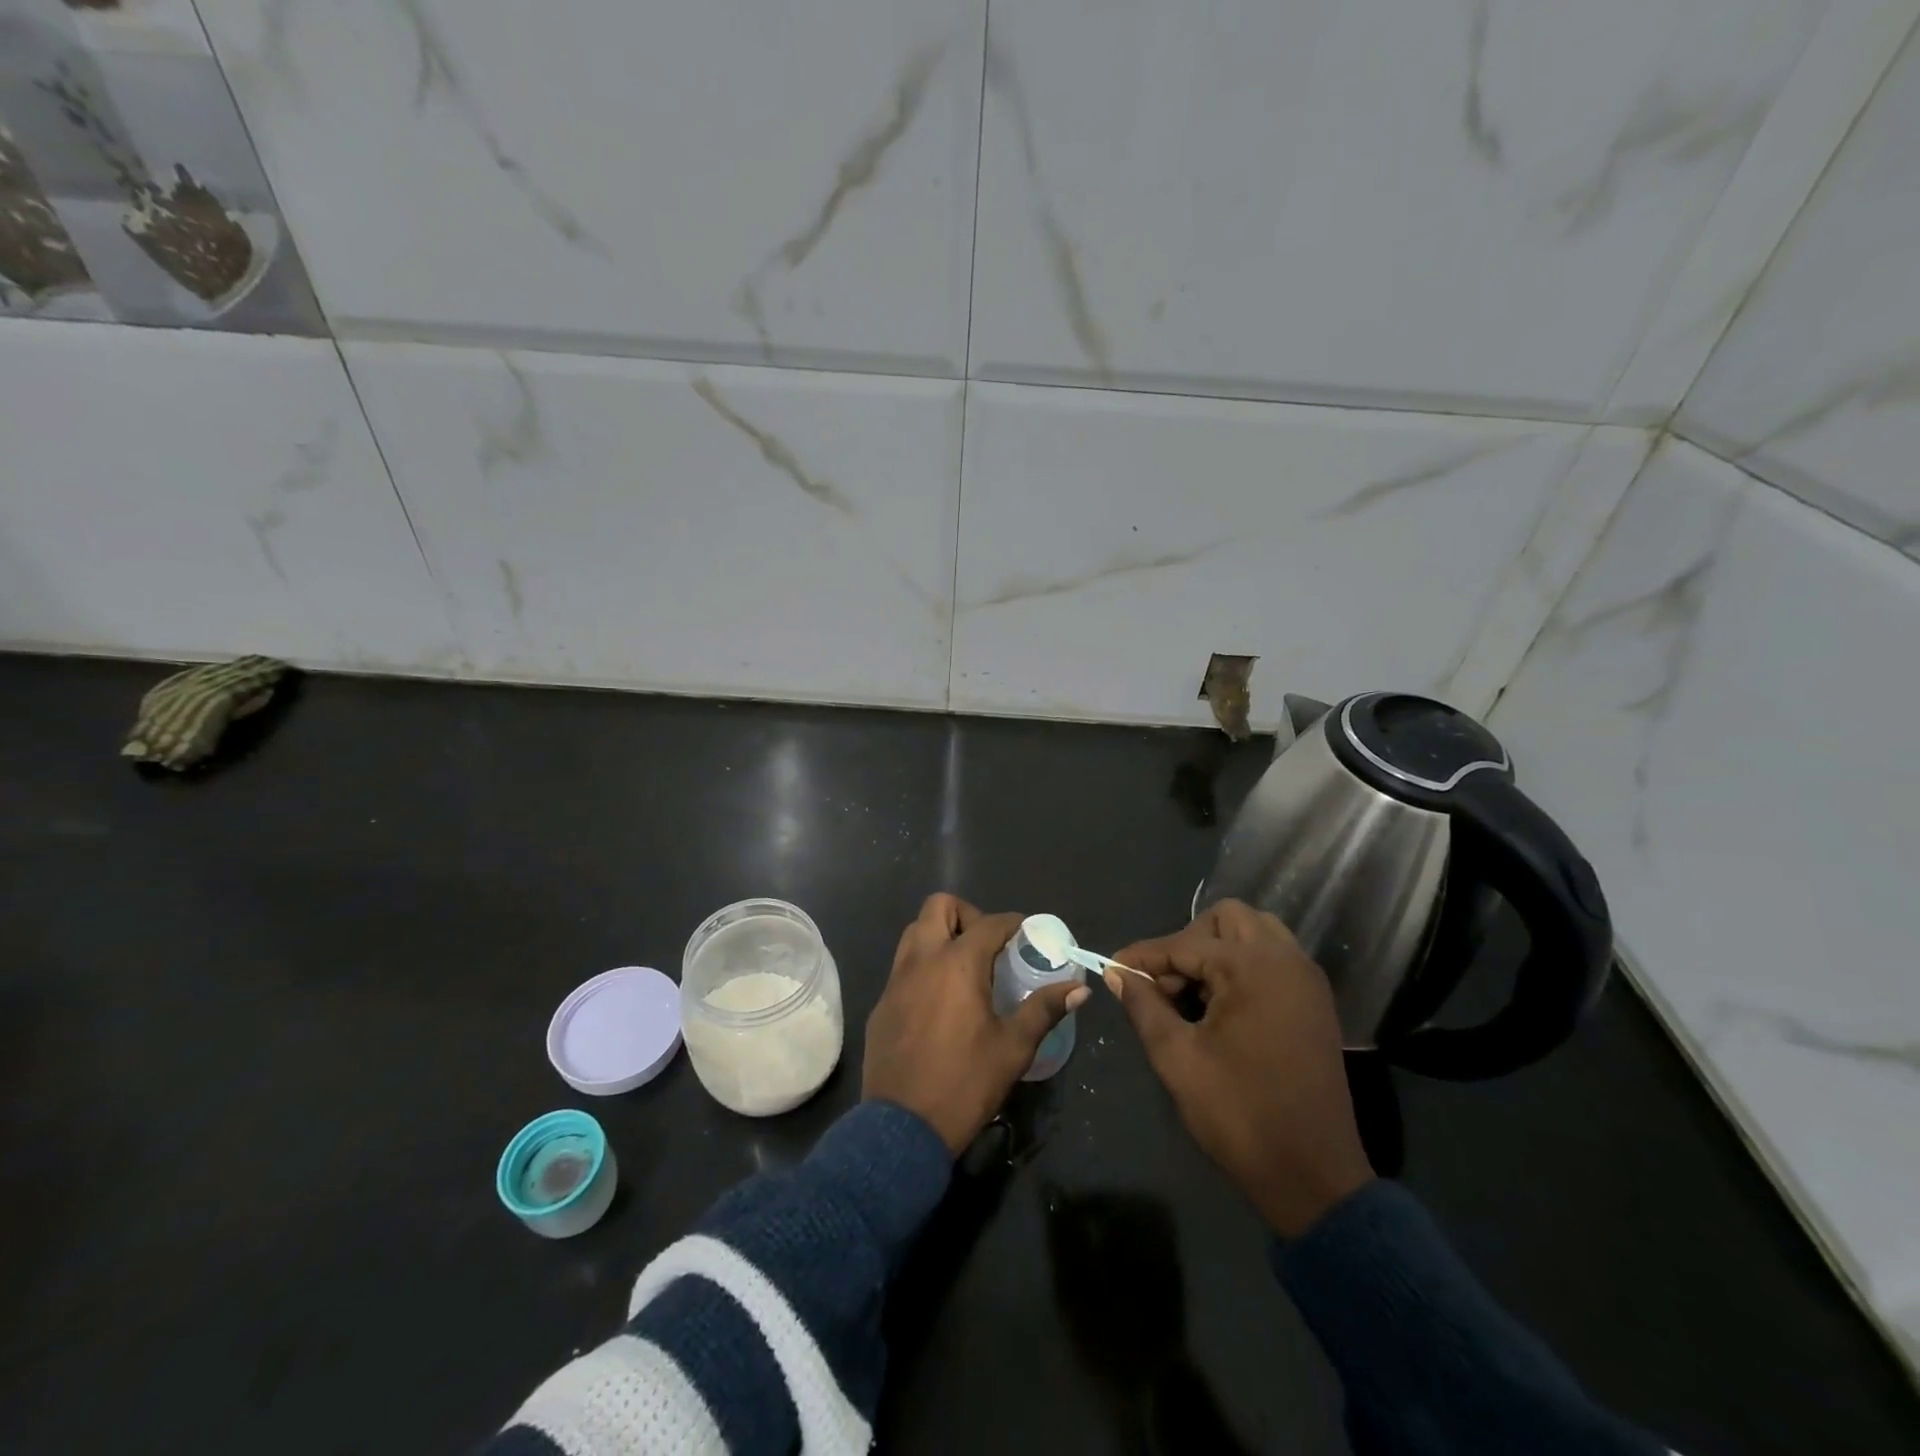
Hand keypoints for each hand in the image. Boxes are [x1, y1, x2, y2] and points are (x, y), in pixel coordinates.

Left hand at [865, 895, 1090, 1155]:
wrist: (902, 1128)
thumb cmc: (965, 1083)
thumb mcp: (1013, 1048)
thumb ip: (1044, 1010)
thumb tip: (1079, 989)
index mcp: (958, 964)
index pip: (988, 922)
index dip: (1012, 923)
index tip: (1027, 934)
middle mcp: (922, 960)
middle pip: (938, 906)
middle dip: (966, 914)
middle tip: (987, 945)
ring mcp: (896, 980)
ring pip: (915, 931)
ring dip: (940, 934)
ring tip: (964, 966)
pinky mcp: (881, 1003)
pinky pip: (902, 965)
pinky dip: (923, 965)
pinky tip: (939, 999)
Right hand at [1110, 900, 1372, 1236]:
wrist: (1313, 1176)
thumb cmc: (1239, 1114)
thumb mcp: (1177, 1057)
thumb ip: (1144, 1006)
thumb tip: (1117, 973)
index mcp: (1252, 967)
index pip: (1184, 943)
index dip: (1143, 956)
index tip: (1112, 967)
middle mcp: (1286, 959)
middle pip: (1226, 919)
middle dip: (1187, 941)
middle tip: (1163, 983)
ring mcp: (1306, 979)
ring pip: (1254, 933)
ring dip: (1217, 949)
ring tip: (1191, 991)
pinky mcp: (1315, 1002)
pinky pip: (1273, 959)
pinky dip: (1242, 966)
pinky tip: (1220, 1004)